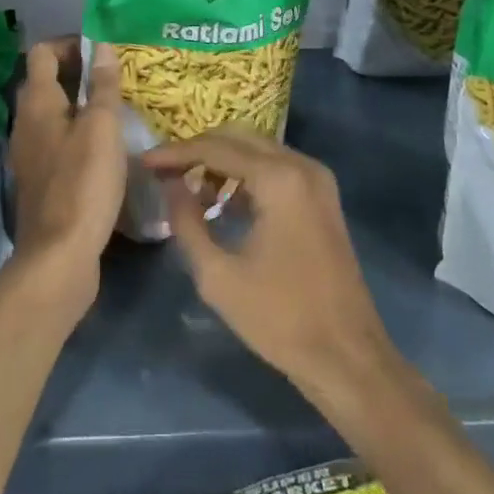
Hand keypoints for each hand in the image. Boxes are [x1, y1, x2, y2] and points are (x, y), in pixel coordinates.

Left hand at [6, 38, 127, 312]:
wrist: (59, 256)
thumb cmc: (83, 183)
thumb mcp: (102, 128)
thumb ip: (103, 86)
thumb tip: (102, 46)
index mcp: (38, 103)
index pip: (43, 52)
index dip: (71, 44)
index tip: (103, 52)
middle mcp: (26, 122)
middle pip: (47, 81)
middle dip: (79, 73)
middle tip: (116, 78)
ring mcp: (30, 153)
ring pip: (53, 113)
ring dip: (81, 104)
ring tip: (117, 109)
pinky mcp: (41, 179)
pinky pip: (58, 140)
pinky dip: (78, 132)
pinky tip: (106, 147)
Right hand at [146, 128, 400, 405]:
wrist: (347, 356)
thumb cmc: (279, 318)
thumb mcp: (218, 276)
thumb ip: (186, 221)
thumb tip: (170, 184)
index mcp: (279, 179)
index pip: (216, 148)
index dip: (176, 153)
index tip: (145, 163)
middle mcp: (301, 165)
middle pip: (238, 138)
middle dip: (199, 151)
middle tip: (165, 172)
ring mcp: (317, 179)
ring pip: (258, 149)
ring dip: (223, 162)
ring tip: (190, 190)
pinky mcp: (323, 196)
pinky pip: (276, 167)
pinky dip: (247, 175)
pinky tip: (223, 202)